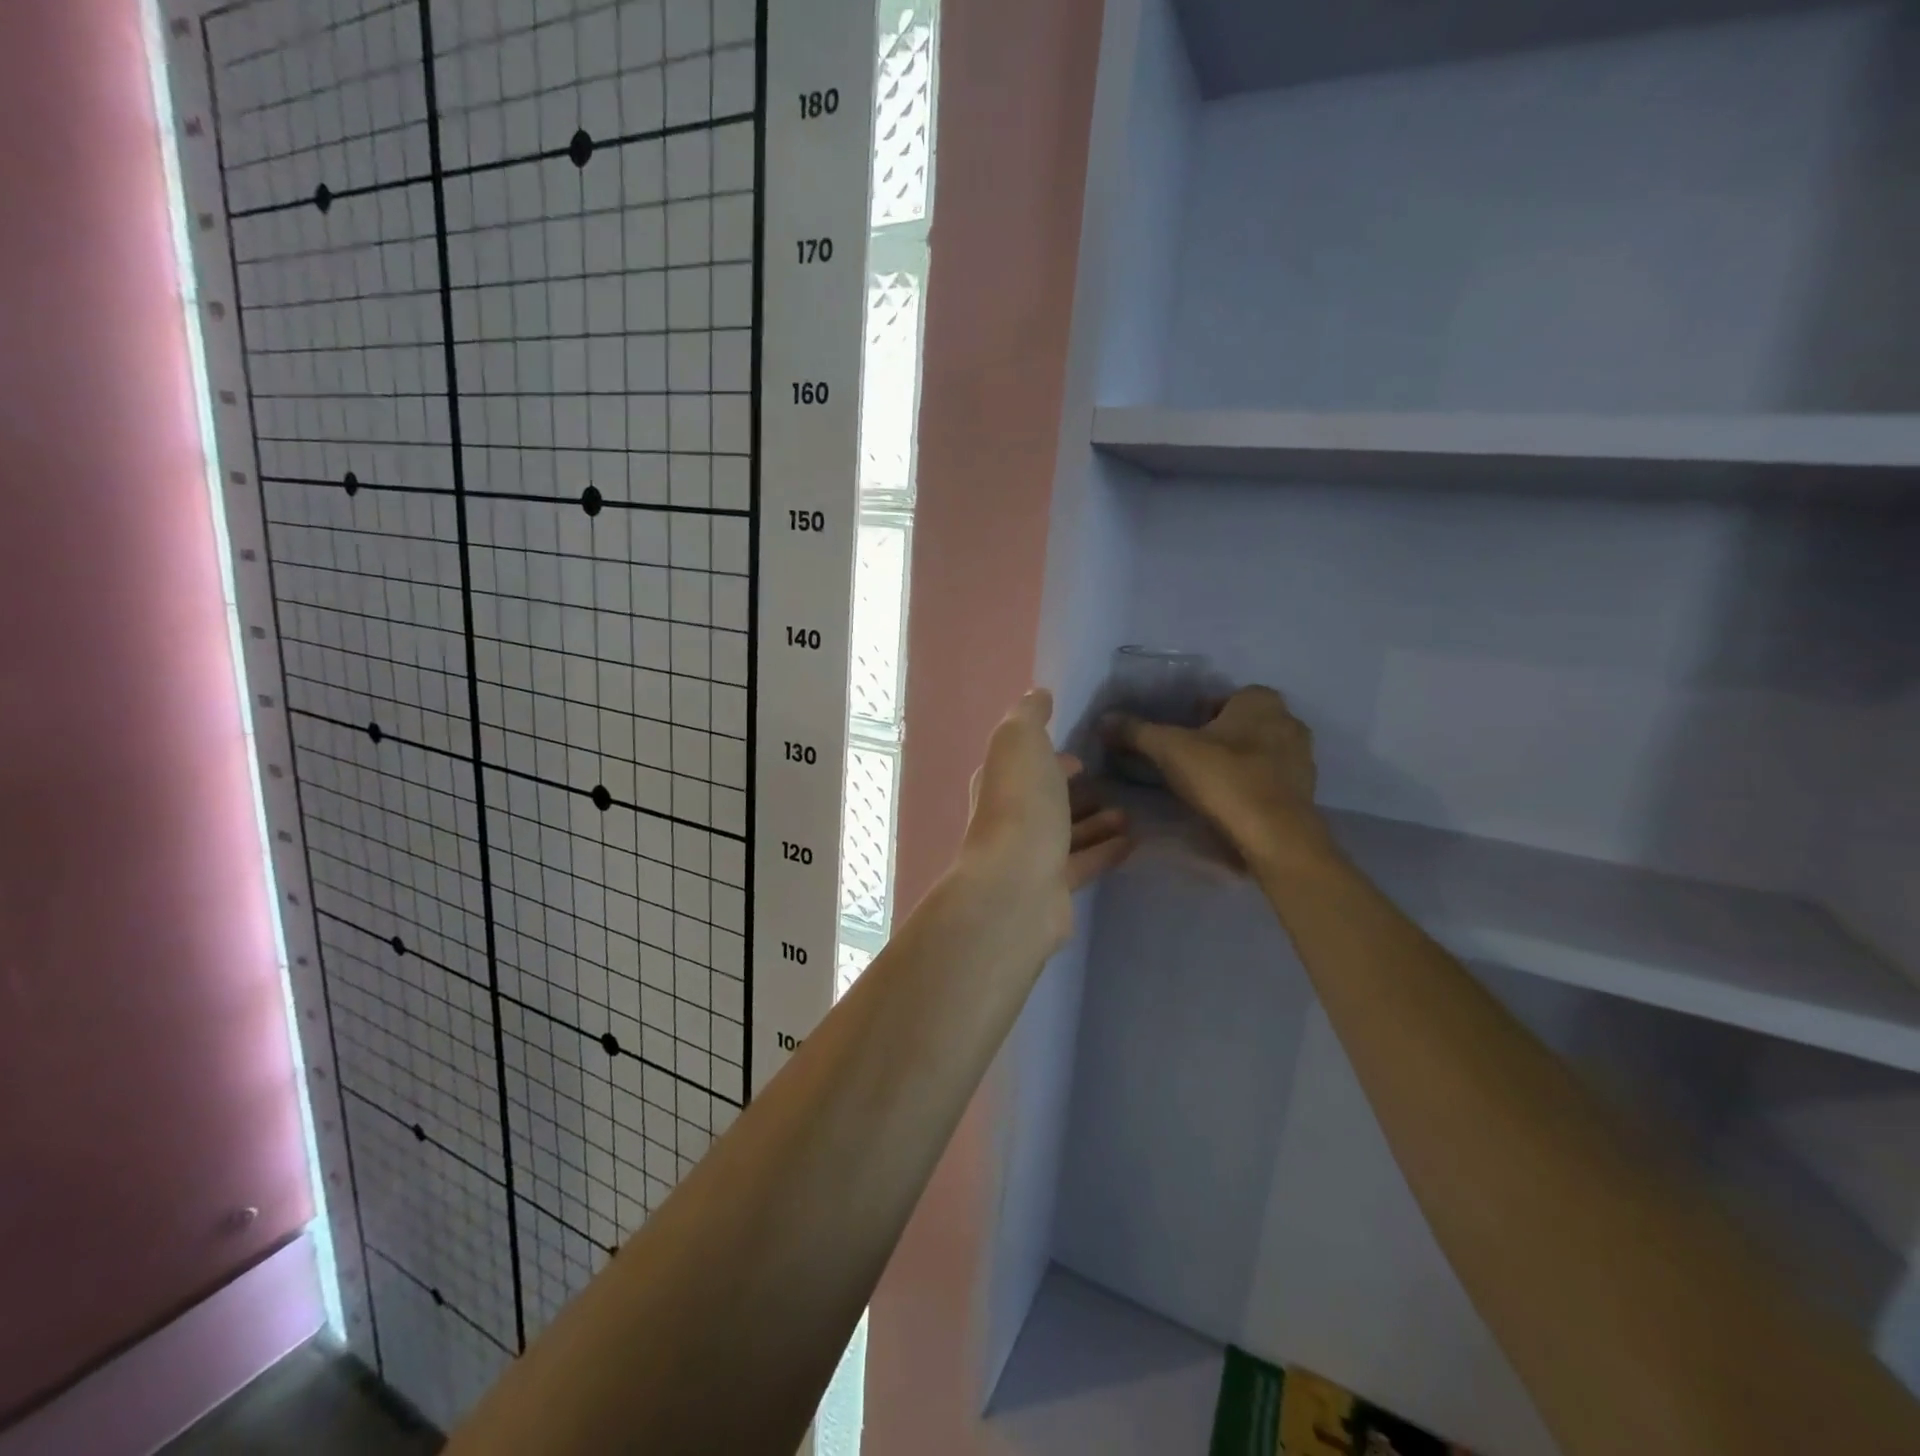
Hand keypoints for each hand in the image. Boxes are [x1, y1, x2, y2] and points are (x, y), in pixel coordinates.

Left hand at [961, 690, 1132, 949]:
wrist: (1017, 886)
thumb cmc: (1020, 805)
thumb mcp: (1021, 742)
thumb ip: (1030, 716)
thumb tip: (1038, 694)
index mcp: (999, 782)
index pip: (1023, 764)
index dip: (1049, 757)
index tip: (1079, 754)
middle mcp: (1010, 817)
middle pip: (1046, 800)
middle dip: (1074, 790)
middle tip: (1113, 782)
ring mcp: (1030, 854)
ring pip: (1066, 832)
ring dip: (1095, 821)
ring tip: (1130, 812)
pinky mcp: (1053, 887)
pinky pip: (1084, 862)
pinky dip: (1106, 850)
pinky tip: (1134, 842)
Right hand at [1103, 686, 1335, 877]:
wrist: (1274, 837)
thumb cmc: (1224, 779)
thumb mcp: (1169, 750)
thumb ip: (1137, 731)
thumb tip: (1105, 719)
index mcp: (1261, 701)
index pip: (1224, 697)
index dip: (1199, 714)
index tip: (1178, 737)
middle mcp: (1288, 721)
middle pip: (1241, 724)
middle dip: (1218, 739)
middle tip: (1186, 761)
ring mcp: (1302, 759)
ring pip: (1258, 753)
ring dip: (1235, 764)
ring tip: (1204, 786)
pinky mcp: (1304, 793)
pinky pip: (1269, 781)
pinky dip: (1250, 787)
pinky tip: (1228, 805)